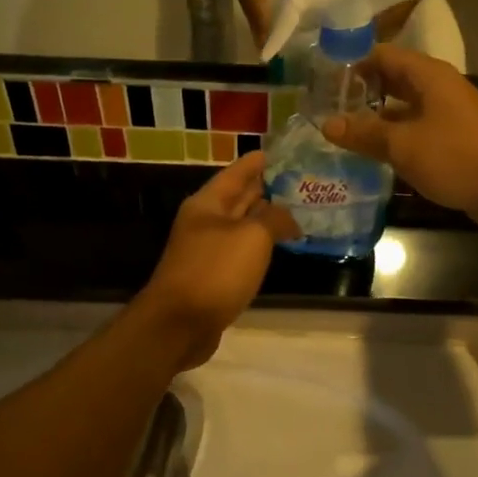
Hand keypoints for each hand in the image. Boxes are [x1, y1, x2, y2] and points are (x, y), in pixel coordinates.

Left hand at [135, 153, 300, 367]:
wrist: (179, 324)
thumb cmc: (215, 271)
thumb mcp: (252, 237)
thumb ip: (274, 219)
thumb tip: (289, 217)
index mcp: (207, 203)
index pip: (236, 172)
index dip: (258, 161)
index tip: (282, 152)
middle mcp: (204, 222)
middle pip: (238, 198)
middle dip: (265, 188)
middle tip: (299, 179)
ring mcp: (207, 250)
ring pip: (241, 226)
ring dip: (265, 218)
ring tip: (296, 210)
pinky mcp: (212, 277)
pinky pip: (241, 252)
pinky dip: (259, 245)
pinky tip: (278, 247)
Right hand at [320, 45, 477, 228]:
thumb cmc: (457, 156)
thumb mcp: (403, 144)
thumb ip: (365, 133)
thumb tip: (327, 124)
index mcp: (428, 76)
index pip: (382, 55)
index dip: (352, 64)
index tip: (322, 81)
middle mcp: (439, 88)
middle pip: (393, 81)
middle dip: (361, 93)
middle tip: (326, 109)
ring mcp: (449, 115)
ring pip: (404, 109)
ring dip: (376, 119)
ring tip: (342, 133)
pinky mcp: (455, 141)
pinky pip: (417, 132)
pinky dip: (395, 139)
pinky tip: (373, 156)